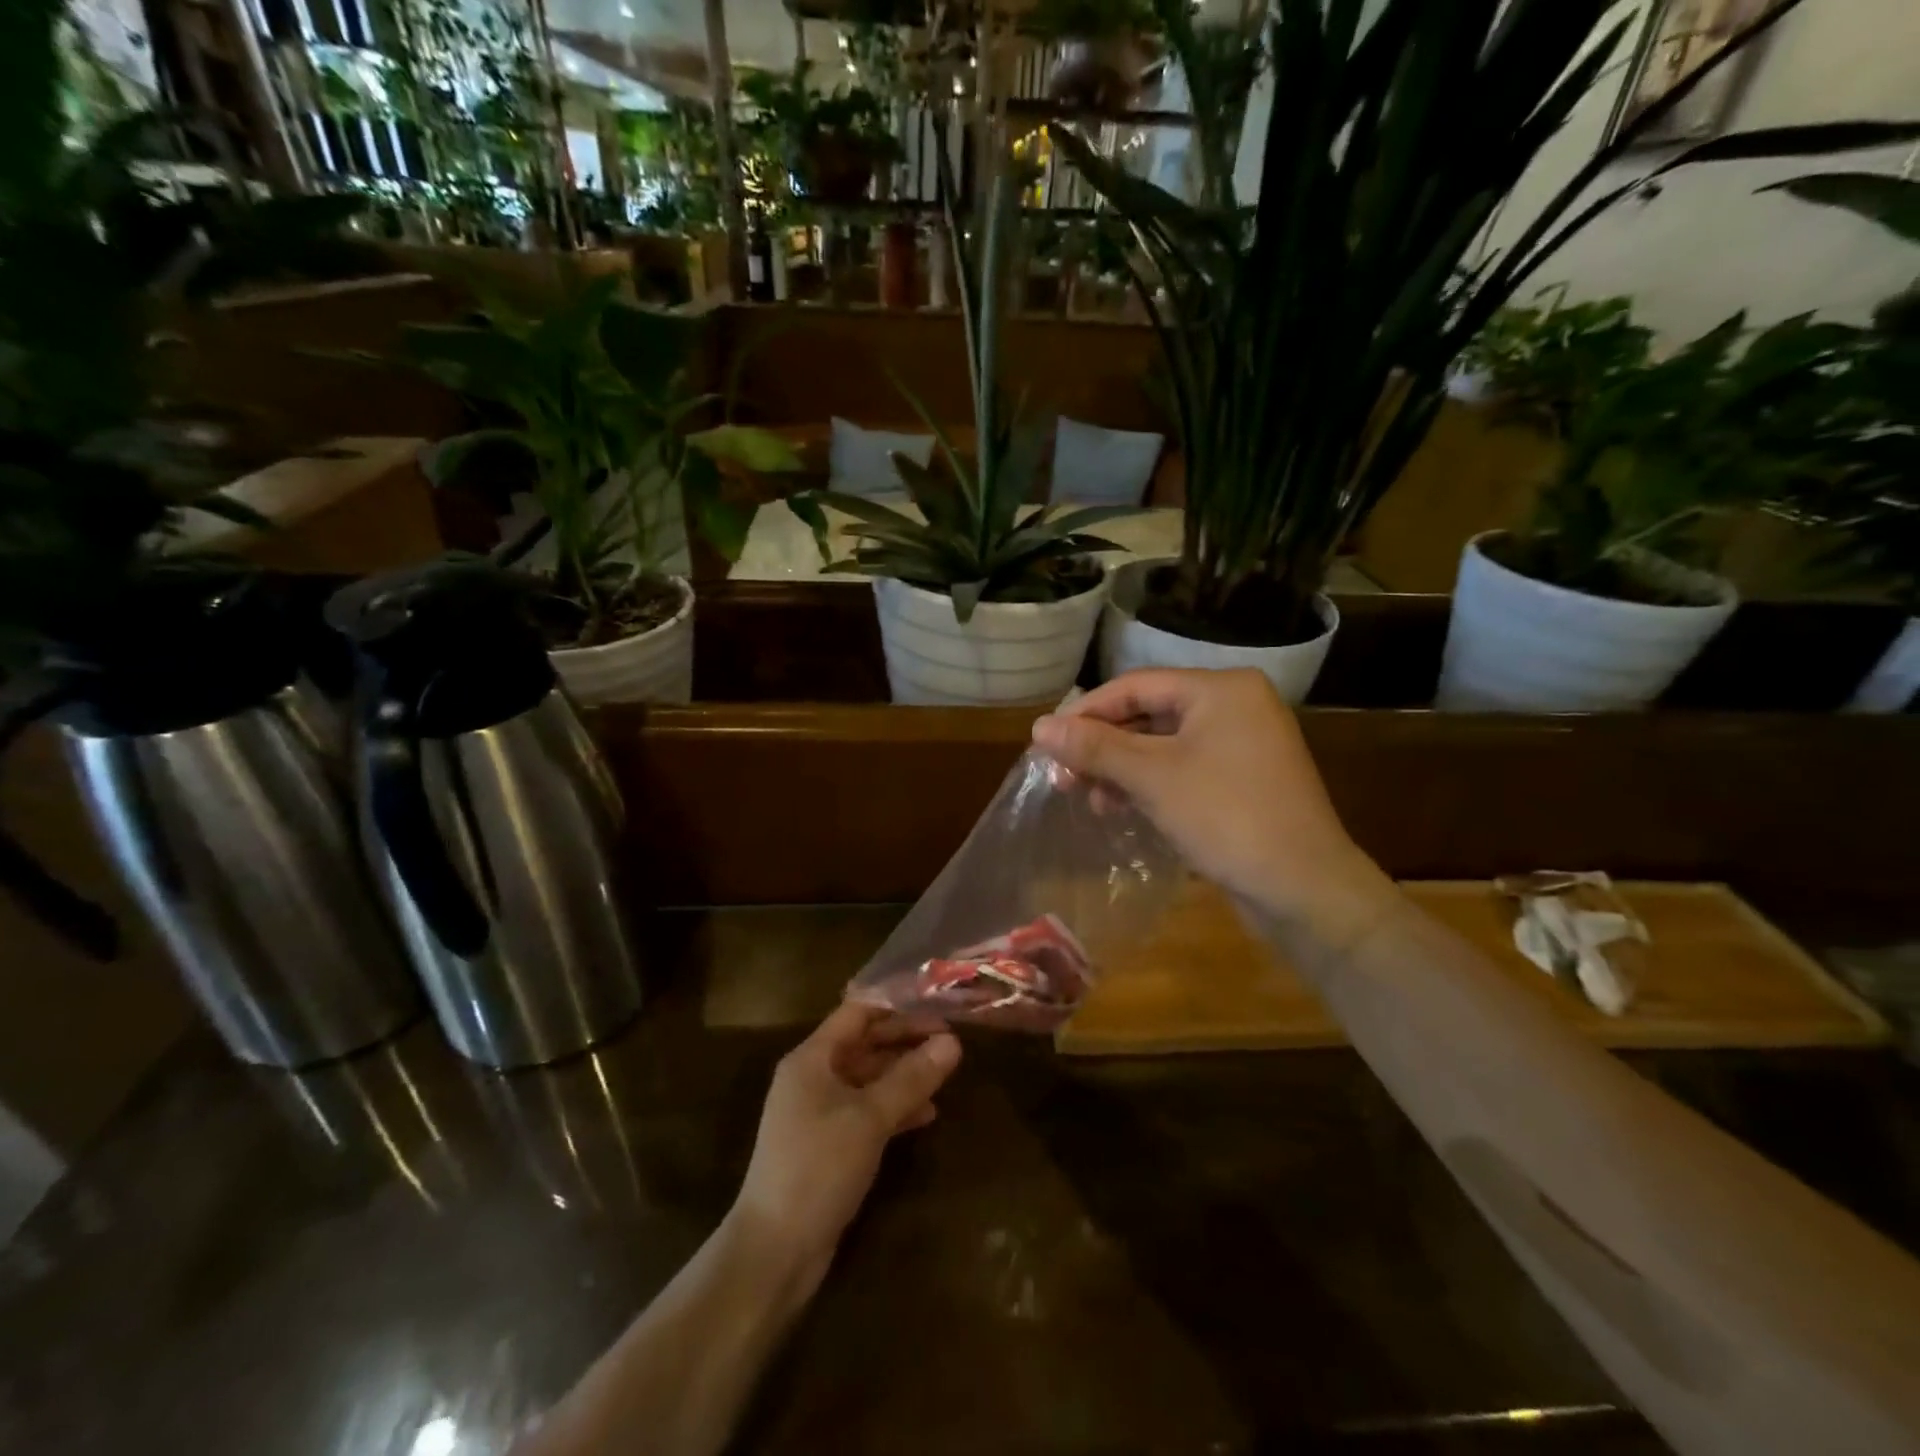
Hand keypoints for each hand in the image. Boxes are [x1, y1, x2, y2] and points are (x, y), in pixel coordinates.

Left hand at [731, 1004, 960, 1291]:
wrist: (774, 1251)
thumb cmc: (818, 1168)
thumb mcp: (869, 1118)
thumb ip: (911, 1078)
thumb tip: (953, 1042)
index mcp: (812, 1058)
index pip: (858, 1013)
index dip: (897, 1005)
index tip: (937, 1003)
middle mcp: (813, 1078)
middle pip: (865, 1044)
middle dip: (906, 1040)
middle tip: (951, 1040)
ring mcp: (819, 1113)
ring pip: (869, 1079)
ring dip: (905, 1075)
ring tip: (946, 1074)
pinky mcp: (829, 1145)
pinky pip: (867, 1111)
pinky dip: (895, 1109)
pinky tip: (928, 1114)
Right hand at [1032, 669, 1397, 948]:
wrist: (1304, 889)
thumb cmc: (1226, 817)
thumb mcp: (1152, 777)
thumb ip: (1094, 747)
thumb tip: (1038, 726)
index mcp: (1220, 689)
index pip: (1135, 686)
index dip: (1085, 712)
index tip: (1046, 741)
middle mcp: (1235, 706)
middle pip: (1148, 713)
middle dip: (1102, 745)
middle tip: (1062, 774)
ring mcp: (1243, 744)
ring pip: (1163, 745)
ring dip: (1121, 768)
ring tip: (1089, 798)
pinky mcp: (1243, 780)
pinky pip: (1183, 768)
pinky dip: (1149, 784)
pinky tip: (1120, 807)